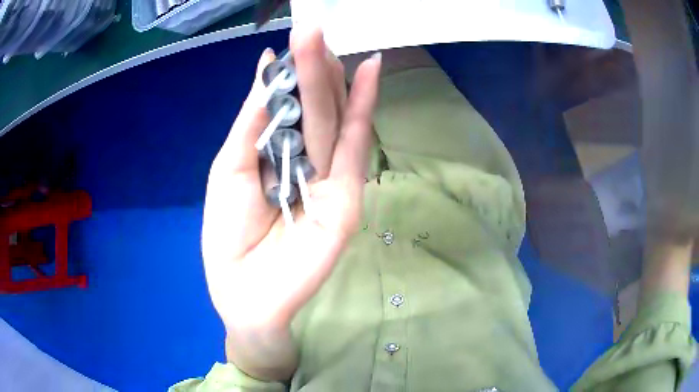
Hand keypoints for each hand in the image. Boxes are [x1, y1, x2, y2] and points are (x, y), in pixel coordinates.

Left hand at [201, 27, 380, 378]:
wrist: (245, 295)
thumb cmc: (228, 237)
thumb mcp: (229, 167)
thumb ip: (252, 119)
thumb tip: (265, 66)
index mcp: (278, 153)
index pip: (292, 104)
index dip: (293, 70)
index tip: (293, 39)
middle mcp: (308, 160)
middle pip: (314, 105)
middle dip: (313, 64)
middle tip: (312, 26)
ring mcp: (333, 178)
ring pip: (335, 117)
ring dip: (333, 76)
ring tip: (328, 38)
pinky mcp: (347, 199)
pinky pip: (355, 146)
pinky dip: (364, 108)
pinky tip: (368, 73)